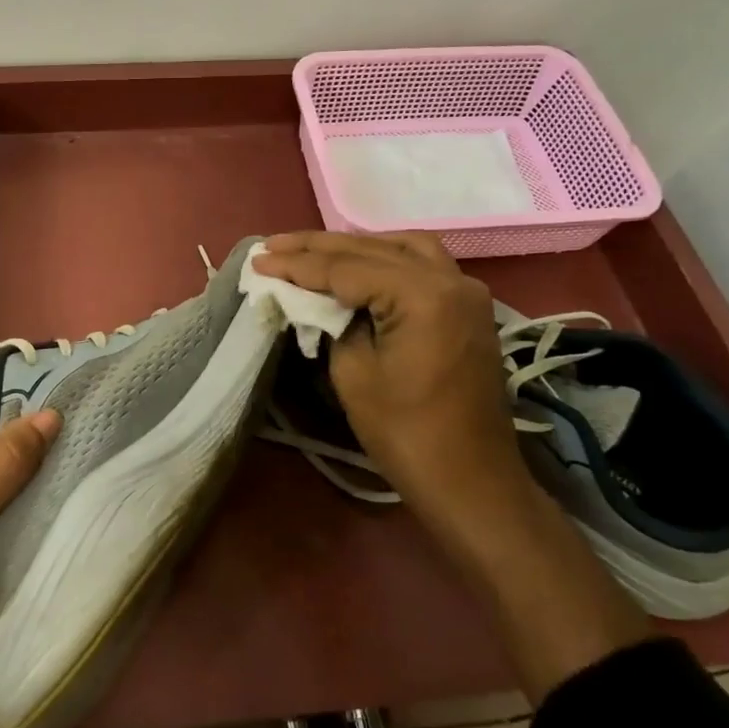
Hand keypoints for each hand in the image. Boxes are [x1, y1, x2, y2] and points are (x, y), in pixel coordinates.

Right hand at [252, 231, 530, 522]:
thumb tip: (315, 297)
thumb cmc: (406, 434)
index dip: (297, 264)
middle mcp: (450, 279)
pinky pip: (422, 264)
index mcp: (422, 295)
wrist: (471, 481)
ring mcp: (466, 290)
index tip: (257, 260)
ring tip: (311, 250)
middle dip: (318, 247)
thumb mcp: (354, 374)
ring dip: (354, 246)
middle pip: (373, 249)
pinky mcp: (468, 307)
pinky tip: (358, 262)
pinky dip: (386, 256)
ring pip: (401, 247)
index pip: (346, 268)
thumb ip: (331, 321)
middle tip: (272, 246)